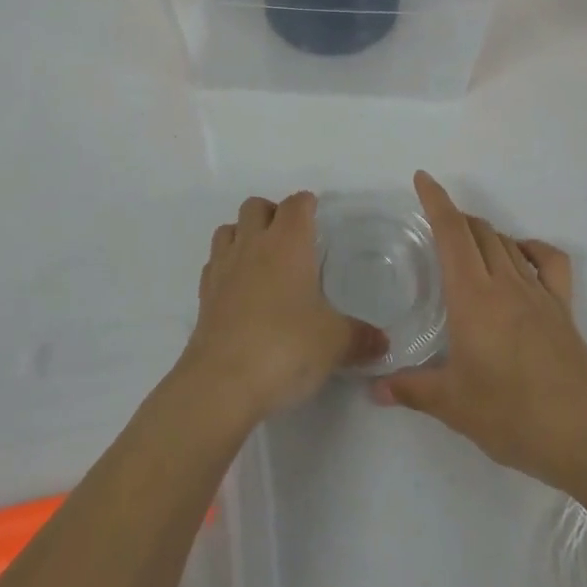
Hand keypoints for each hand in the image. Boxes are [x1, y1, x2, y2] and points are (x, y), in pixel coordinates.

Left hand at [179, 192, 387, 421]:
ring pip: (228, 229)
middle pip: (255, 206)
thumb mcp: (335, 343)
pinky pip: (214, 263)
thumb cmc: (285, 347)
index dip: (307, 205)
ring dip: (244, 233)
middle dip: (272, 213)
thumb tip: (382, 343)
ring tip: (262, 258)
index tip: (317, 216)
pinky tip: (240, 288)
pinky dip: (226, 265)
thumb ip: (360, 338)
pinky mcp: (204, 295)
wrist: (221, 383)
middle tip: (291, 239)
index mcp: (288, 242)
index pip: (296, 204)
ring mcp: (223, 267)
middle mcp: (253, 244)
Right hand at [372, 172, 586, 491]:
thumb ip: (411, 390)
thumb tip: (374, 389)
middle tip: (434, 224)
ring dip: (484, 233)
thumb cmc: (513, 416)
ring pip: (507, 243)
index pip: (452, 233)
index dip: (436, 201)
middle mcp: (505, 283)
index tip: (422, 179)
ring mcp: (539, 293)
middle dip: (455, 217)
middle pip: (478, 231)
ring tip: (467, 245)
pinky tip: (520, 259)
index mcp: (473, 297)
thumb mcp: (453, 405)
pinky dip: (530, 248)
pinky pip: (548, 261)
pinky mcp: (563, 309)